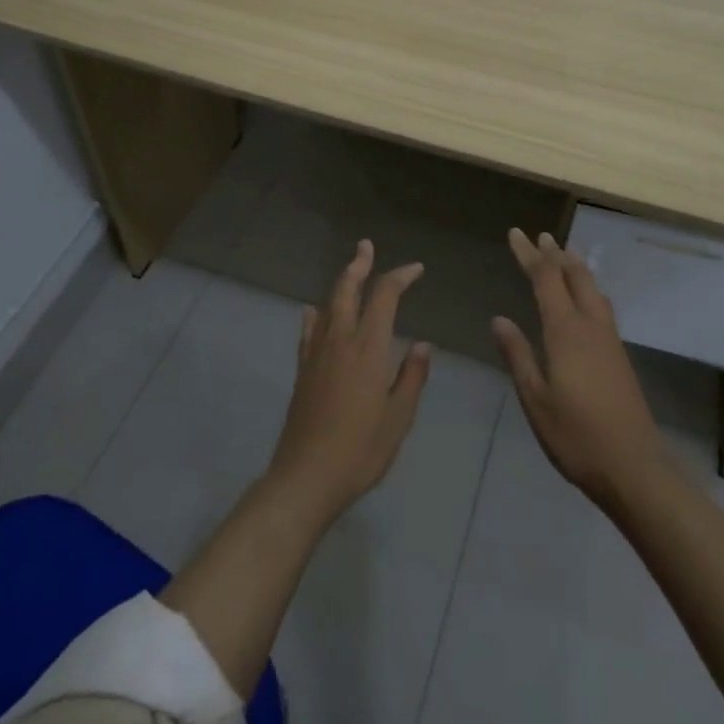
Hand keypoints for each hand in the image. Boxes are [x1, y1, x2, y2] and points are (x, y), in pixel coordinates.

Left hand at [266, 239, 431, 528]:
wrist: (305, 477)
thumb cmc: (360, 450)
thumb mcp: (399, 418)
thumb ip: (411, 377)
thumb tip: (422, 344)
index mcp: (368, 348)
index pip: (384, 296)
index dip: (400, 276)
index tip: (416, 269)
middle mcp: (339, 340)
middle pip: (347, 289)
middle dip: (359, 264)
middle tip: (366, 245)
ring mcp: (316, 354)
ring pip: (327, 305)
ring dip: (340, 283)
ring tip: (350, 270)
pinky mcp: (302, 370)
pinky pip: (309, 330)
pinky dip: (315, 314)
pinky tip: (314, 312)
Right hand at [492, 227, 666, 510]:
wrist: (634, 467)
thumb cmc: (576, 436)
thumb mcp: (536, 399)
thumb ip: (518, 355)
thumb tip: (499, 319)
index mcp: (566, 331)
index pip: (546, 279)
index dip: (529, 254)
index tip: (516, 233)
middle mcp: (591, 325)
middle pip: (574, 276)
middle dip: (555, 253)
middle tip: (539, 236)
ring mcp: (610, 339)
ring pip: (592, 288)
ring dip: (575, 267)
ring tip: (563, 255)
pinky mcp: (619, 355)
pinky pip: (601, 304)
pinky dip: (587, 287)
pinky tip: (585, 298)